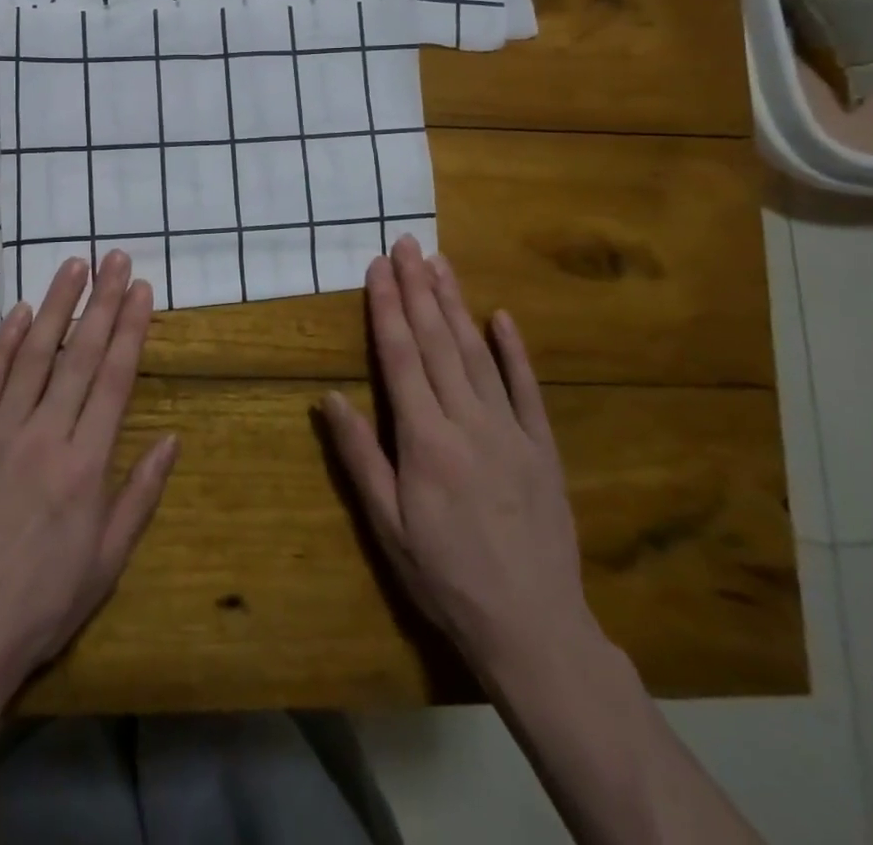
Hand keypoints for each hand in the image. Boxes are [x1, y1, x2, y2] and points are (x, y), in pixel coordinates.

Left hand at [0, 250, 178, 687]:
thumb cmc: (41, 604)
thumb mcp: (107, 561)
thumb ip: (140, 494)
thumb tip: (172, 440)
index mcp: (85, 463)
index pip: (115, 379)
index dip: (131, 329)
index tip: (142, 291)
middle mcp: (45, 434)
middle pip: (80, 354)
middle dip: (103, 301)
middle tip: (116, 258)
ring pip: (34, 354)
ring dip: (56, 305)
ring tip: (73, 266)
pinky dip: (4, 342)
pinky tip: (19, 312)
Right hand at [321, 236, 596, 684]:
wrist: (534, 628)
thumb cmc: (445, 578)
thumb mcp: (387, 527)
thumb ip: (359, 457)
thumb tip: (330, 396)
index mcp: (425, 441)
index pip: (400, 358)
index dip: (386, 308)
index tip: (378, 267)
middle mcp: (467, 422)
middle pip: (437, 342)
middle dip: (418, 288)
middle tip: (407, 244)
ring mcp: (511, 431)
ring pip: (477, 353)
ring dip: (456, 304)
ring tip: (439, 263)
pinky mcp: (542, 446)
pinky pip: (527, 388)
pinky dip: (514, 350)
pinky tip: (501, 317)